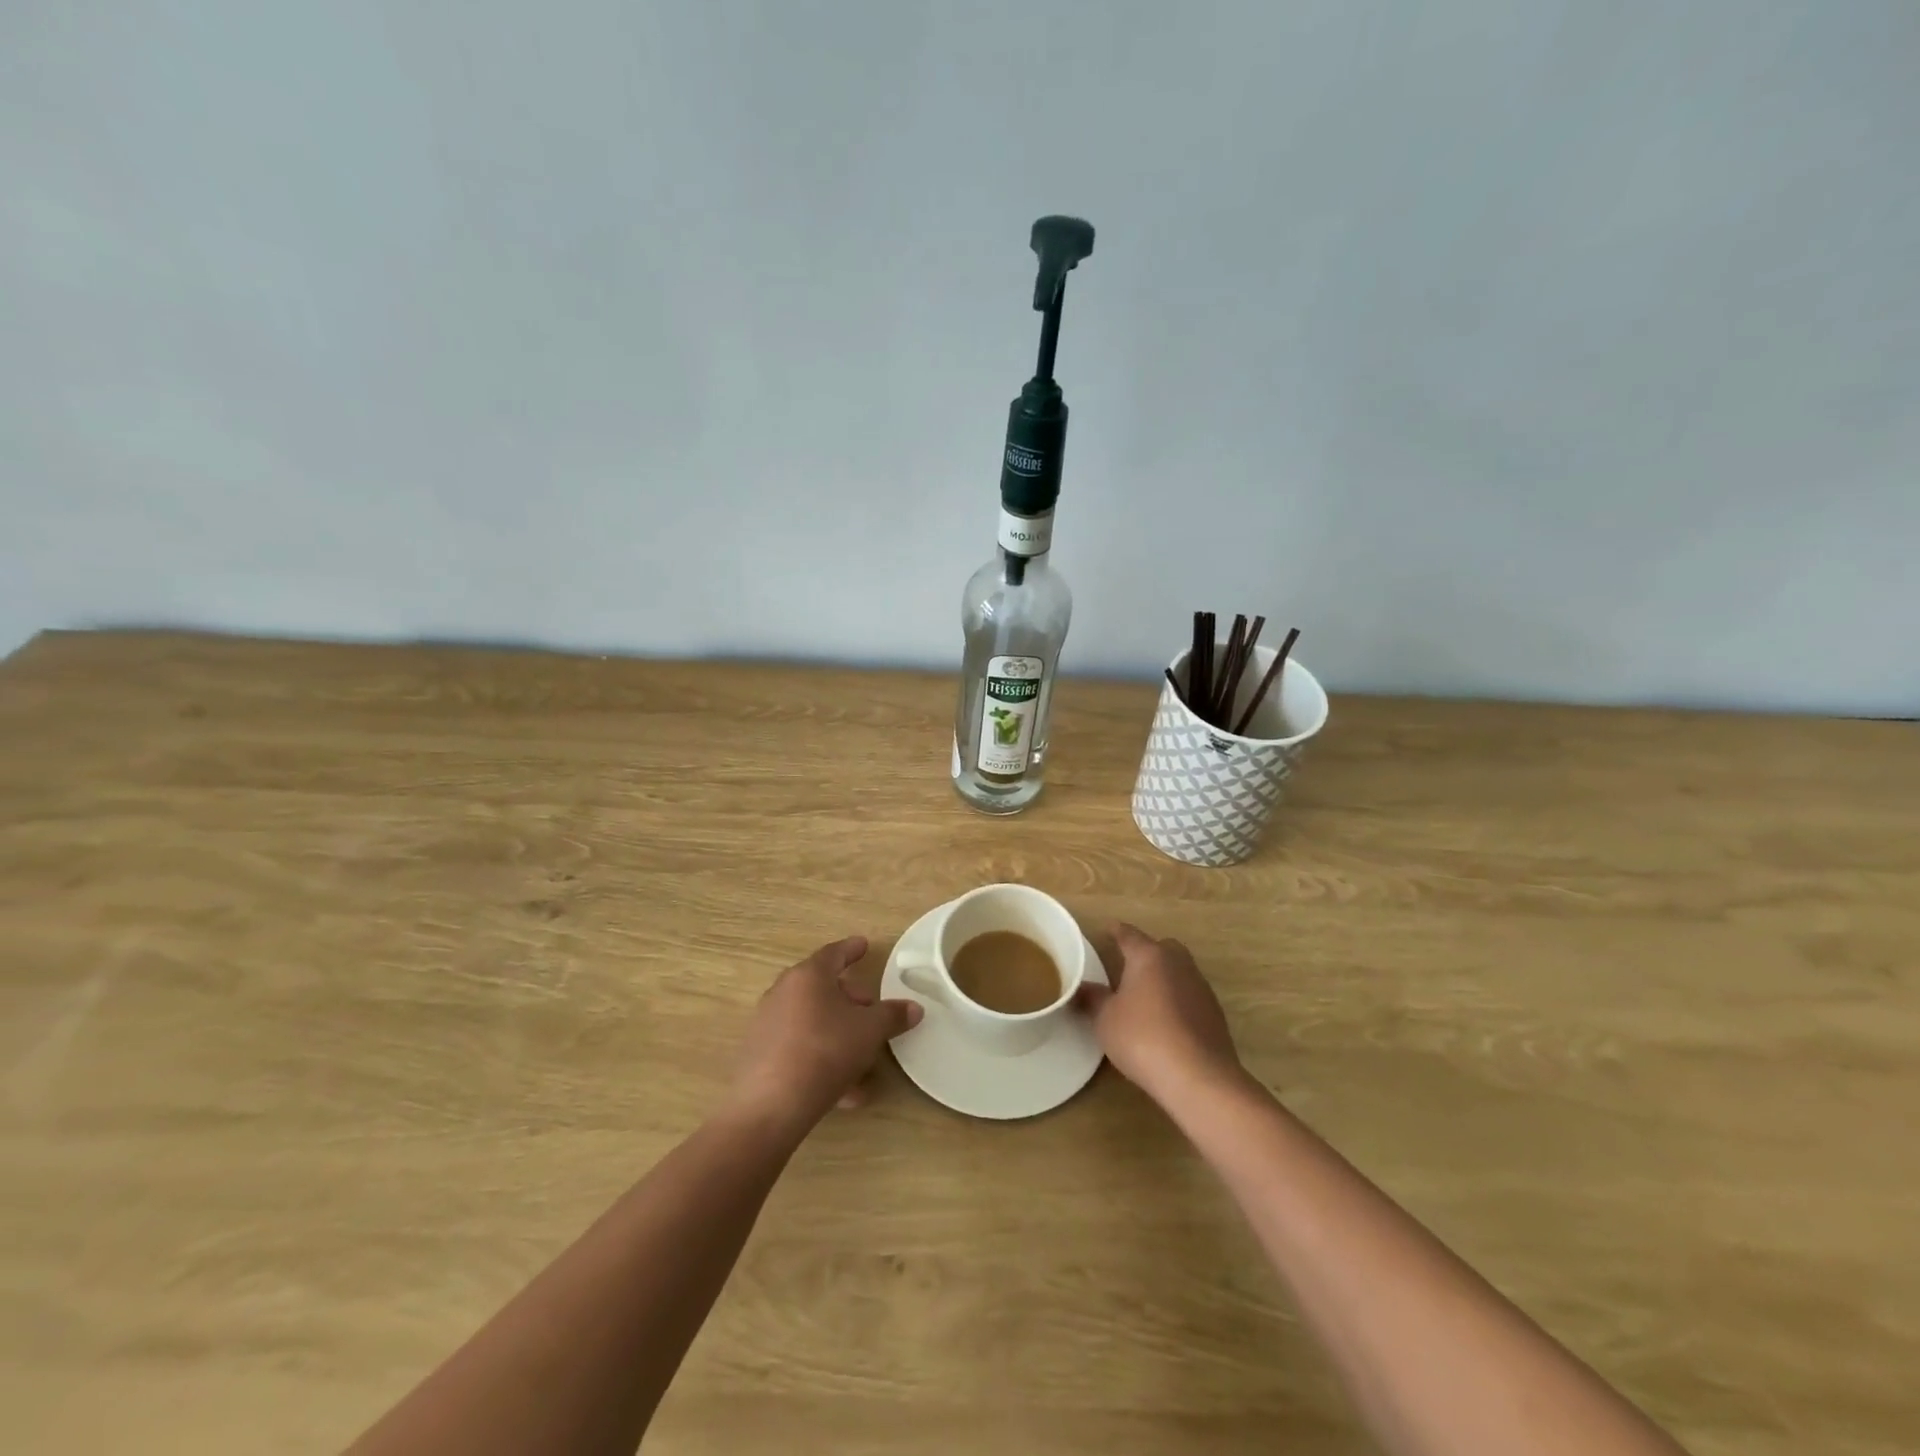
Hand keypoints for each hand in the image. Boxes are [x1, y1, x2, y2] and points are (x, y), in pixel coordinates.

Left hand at [727, 936, 921, 1135]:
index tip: (864, 945)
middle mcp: (783, 993)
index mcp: (808, 976)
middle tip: (872, 1012)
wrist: (771, 1107)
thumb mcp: (869, 1032)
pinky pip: (800, 1049)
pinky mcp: (761, 1056)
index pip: (834, 953)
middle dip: (851, 1000)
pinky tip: (846, 1091)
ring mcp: (768, 1024)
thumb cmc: (825, 1052)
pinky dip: (823, 1059)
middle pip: (823, 988)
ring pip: (813, 1021)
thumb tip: (914, 1008)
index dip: (852, 949)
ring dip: (839, 1035)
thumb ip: (892, 1016)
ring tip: (864, 1061)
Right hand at [1078, 922, 1245, 1106]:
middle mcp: (1178, 964)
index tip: (1108, 929)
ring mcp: (1201, 988)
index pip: (1129, 935)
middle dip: (1146, 953)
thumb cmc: (1143, 1037)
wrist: (1198, 1077)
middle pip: (1161, 948)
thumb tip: (1081, 988)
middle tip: (1127, 967)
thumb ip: (1093, 999)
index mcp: (1149, 956)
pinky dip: (1177, 1002)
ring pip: (1179, 972)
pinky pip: (1190, 997)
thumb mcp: (1106, 1019)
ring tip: (1145, 997)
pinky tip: (1166, 1022)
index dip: (1116, 931)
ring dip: (1164, 979)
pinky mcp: (1215, 1015)